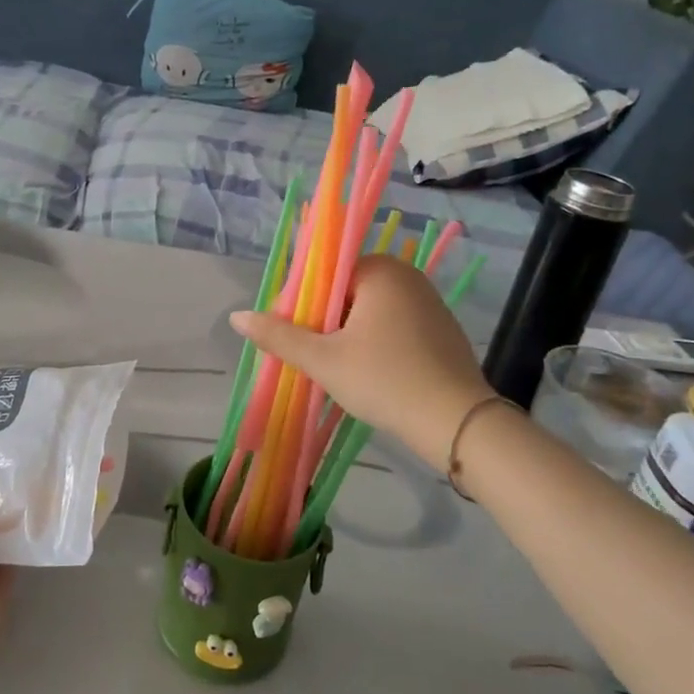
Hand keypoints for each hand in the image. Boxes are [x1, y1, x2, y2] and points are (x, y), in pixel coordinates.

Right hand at [231, 255, 495, 472]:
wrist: (457, 423)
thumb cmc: (385, 380)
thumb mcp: (324, 360)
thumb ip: (279, 336)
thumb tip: (236, 316)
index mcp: (380, 270)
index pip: (324, 275)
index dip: (302, 305)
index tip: (292, 336)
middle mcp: (407, 276)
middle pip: (346, 292)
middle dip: (325, 322)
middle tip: (313, 358)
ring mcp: (429, 302)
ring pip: (369, 311)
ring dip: (348, 335)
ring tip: (337, 369)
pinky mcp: (441, 329)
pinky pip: (394, 326)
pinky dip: (376, 343)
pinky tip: (370, 373)